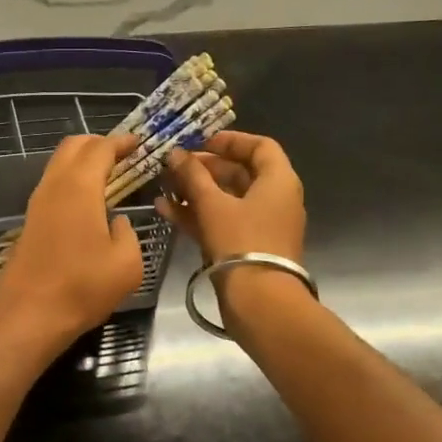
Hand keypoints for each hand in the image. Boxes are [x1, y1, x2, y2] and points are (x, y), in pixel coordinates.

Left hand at [0, 133, 145, 356]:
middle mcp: (54, 186)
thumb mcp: (127, 263)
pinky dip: (72, 181)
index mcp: (79, 187)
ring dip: (82, 163)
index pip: (100, 148)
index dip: (121, 142)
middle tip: (123, 156)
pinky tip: (89, 203)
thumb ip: (127, 233)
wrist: (28, 315)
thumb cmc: (82, 287)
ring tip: (109, 177)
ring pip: (58, 165)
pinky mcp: (30, 222)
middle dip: (98, 143)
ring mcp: (37, 203)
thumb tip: (116, 222)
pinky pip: (53, 186)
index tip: (139, 143)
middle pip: (72, 146)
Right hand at [157, 130, 306, 265]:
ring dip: (195, 191)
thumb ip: (193, 175)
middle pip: (239, 173)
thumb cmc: (241, 242)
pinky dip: (198, 214)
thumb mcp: (213, 204)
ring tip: (163, 186)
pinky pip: (221, 221)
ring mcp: (260, 225)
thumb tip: (176, 154)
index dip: (230, 140)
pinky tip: (166, 209)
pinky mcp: (246, 246)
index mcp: (278, 181)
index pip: (260, 146)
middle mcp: (274, 199)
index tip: (200, 141)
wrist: (259, 301)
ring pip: (226, 199)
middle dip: (203, 168)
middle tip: (173, 165)